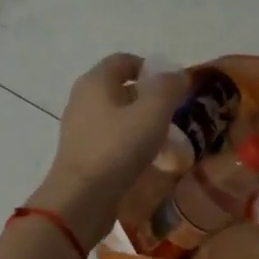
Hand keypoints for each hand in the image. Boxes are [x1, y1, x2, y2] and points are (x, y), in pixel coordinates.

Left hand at [32, 54, 189, 246]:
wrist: (82, 198)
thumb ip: (168, 88)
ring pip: (116, 117)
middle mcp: (82, 100)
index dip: (150, 67)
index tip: (173, 86)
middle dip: (149, 99)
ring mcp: (79, 129)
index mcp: (95, 81)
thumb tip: (178, 75)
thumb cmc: (118, 148)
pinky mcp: (82, 155)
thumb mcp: (153, 112)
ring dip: (141, 124)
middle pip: (120, 89)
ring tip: (166, 141)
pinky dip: (130, 145)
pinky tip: (146, 161)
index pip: (123, 60)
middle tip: (174, 114)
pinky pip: (111, 141)